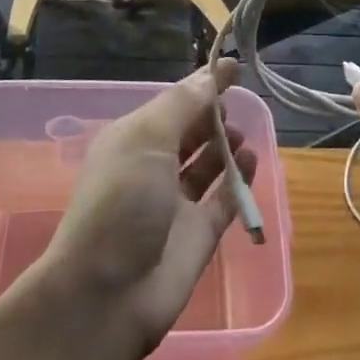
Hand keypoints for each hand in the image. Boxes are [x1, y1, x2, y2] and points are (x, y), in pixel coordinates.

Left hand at [42, 61, 257, 347]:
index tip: (231, 66)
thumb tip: (210, 76)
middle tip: (237, 102)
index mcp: (132, 139)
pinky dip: (238, 179)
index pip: (173, 102)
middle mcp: (152, 166)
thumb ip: (183, 106)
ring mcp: (176, 202)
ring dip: (225, 145)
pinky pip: (223, 198)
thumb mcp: (146, 139)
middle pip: (189, 131)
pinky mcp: (198, 234)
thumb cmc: (122, 201)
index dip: (201, 84)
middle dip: (212, 114)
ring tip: (242, 134)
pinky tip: (250, 161)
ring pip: (206, 164)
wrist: (108, 294)